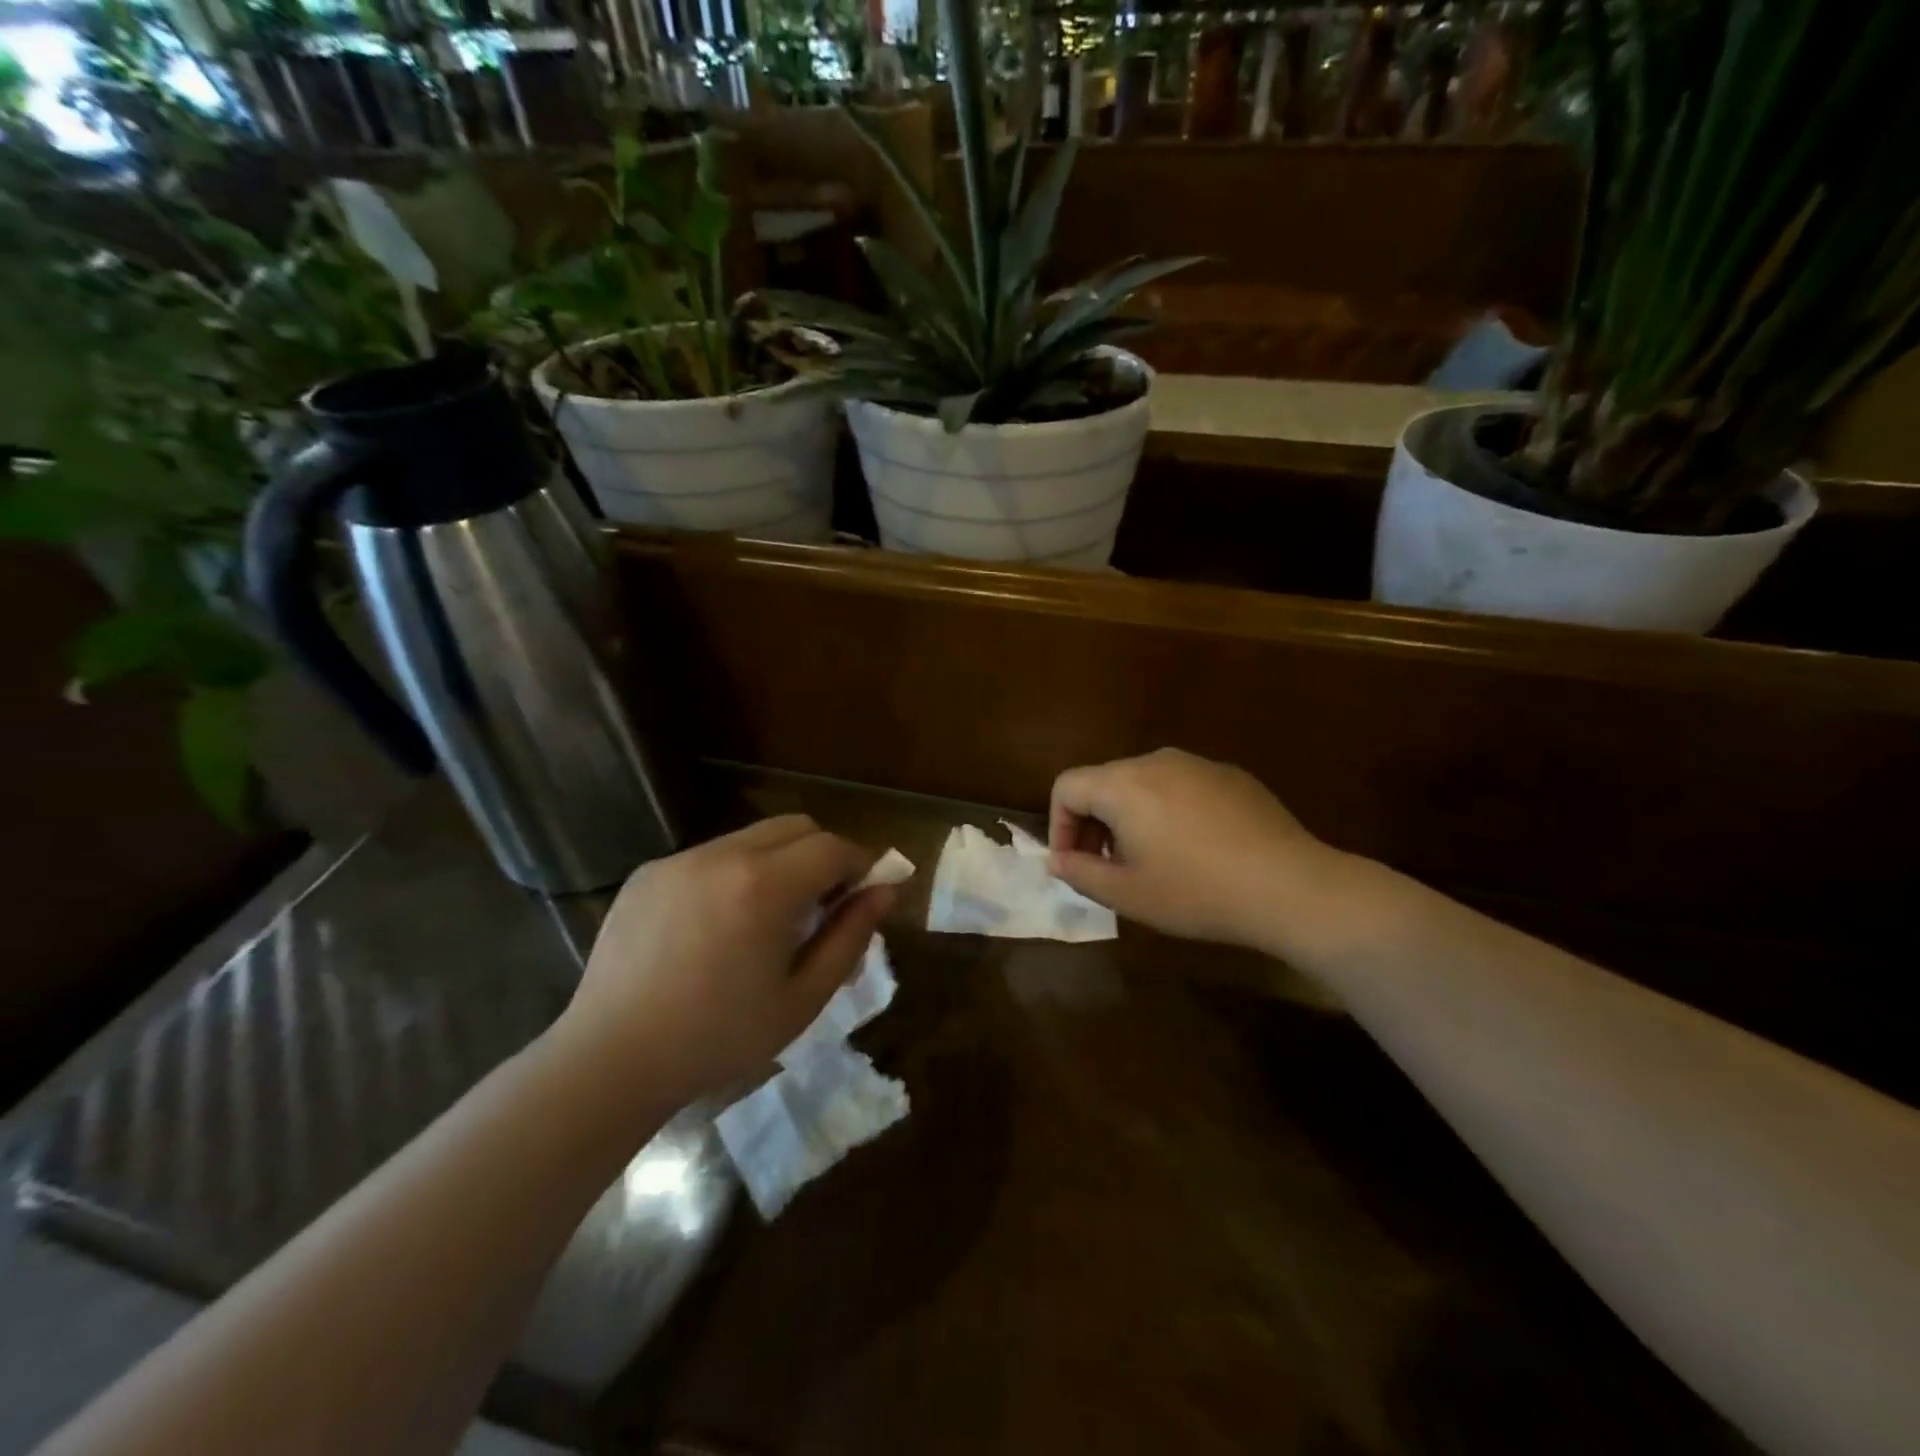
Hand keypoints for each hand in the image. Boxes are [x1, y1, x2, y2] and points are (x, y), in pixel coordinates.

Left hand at [553, 815, 895, 1108]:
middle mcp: (722, 855)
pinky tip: (716, 926)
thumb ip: (850, 937)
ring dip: (778, 863)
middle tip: (821, 906)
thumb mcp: (802, 998)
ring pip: (752, 837)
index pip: (833, 847)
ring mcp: (679, 860)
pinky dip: (733, 874)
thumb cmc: (719, 1038)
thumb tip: (885, 892)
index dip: (859, 865)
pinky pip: (710, 856)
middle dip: (822, 855)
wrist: (610, 1061)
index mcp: (764, 886)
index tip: (863, 896)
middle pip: (796, 826)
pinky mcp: (648, 872)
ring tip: (766, 919)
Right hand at [1048, 748, 1349, 954]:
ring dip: (1131, 818)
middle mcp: (1157, 761)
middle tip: (1106, 867)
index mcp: (1124, 784)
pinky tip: (1195, 850)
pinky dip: (1169, 812)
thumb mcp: (1127, 894)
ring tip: (1151, 861)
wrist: (1290, 887)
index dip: (1058, 825)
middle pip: (1104, 782)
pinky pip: (1182, 786)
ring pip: (1144, 783)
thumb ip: (1079, 872)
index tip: (1073, 863)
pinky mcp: (1231, 776)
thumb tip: (1057, 859)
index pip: (1067, 786)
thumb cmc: (1196, 892)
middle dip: (1093, 823)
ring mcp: (1199, 764)